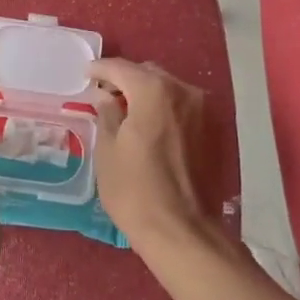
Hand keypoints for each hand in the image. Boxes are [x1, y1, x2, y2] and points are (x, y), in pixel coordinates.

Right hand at [88, 58, 214, 245]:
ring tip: (126, 112)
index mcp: (154, 91)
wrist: (182, 231)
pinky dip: (163, 110)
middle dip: (125, 80)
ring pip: (168, 90)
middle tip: (104, 95)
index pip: (121, 68)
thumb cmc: (134, 189)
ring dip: (146, 94)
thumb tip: (106, 97)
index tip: (86, 74)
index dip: (100, 69)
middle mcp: (184, 92)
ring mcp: (203, 111)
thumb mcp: (108, 150)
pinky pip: (181, 108)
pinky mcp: (213, 132)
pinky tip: (149, 127)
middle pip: (148, 74)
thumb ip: (107, 114)